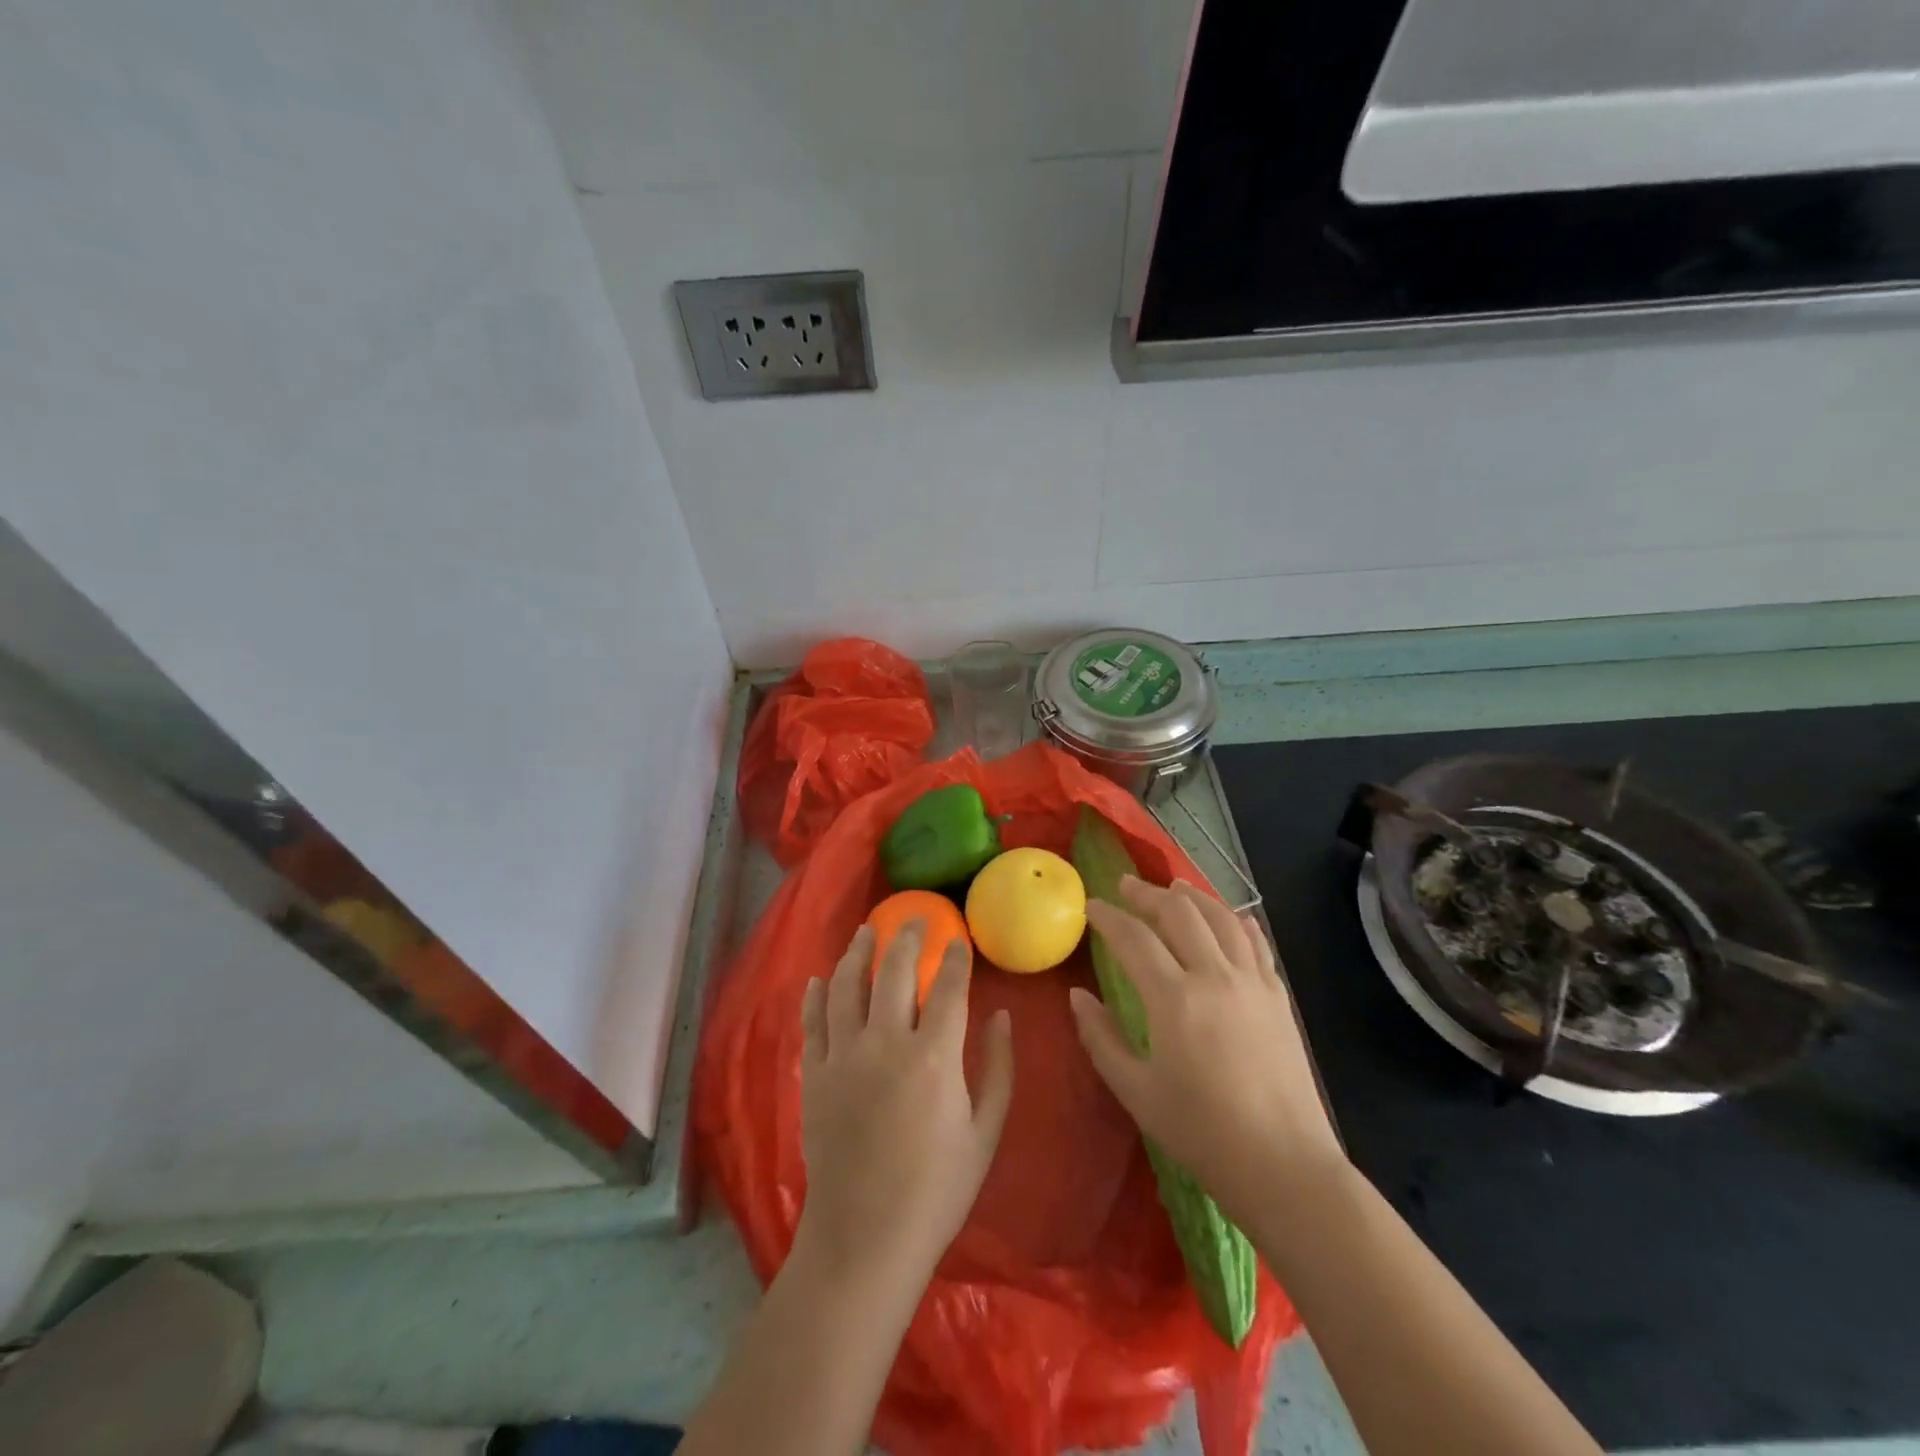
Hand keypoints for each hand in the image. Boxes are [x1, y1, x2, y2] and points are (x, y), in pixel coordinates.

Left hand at [796, 920, 1014, 1289]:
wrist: (864, 1239)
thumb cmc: (936, 1191)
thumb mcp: (985, 1133)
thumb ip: (998, 1068)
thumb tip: (1003, 1016)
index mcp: (934, 1057)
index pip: (948, 987)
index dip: (956, 958)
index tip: (959, 939)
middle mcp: (886, 1043)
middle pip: (894, 971)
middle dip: (907, 937)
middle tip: (913, 918)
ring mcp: (843, 1056)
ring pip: (847, 984)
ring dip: (857, 951)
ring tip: (867, 931)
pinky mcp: (814, 1074)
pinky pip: (812, 1020)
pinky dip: (816, 994)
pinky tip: (820, 977)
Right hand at [1069, 877, 1345, 1221]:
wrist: (1284, 1166)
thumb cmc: (1202, 1133)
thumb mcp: (1136, 1092)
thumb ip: (1101, 1038)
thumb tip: (1078, 996)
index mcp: (1175, 1000)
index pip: (1133, 939)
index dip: (1107, 917)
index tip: (1090, 906)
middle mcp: (1215, 977)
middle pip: (1179, 913)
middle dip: (1147, 894)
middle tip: (1125, 886)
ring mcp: (1253, 983)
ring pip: (1221, 918)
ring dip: (1192, 897)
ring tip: (1173, 888)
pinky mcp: (1278, 997)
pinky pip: (1256, 943)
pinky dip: (1236, 921)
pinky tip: (1227, 918)